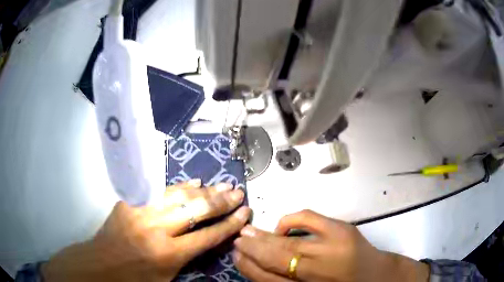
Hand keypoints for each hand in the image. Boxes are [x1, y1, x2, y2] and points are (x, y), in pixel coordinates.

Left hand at [42, 180, 250, 281]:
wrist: (100, 265)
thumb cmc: (136, 279)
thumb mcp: (167, 278)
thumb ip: (188, 259)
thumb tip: (208, 238)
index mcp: (168, 254)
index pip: (208, 235)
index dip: (229, 224)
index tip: (245, 212)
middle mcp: (156, 229)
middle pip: (195, 210)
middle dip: (221, 201)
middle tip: (238, 192)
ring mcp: (141, 211)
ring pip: (179, 195)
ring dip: (203, 190)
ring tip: (222, 184)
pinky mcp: (130, 203)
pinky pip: (158, 190)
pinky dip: (178, 186)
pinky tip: (192, 182)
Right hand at [233, 210, 428, 281]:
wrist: (378, 275)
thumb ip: (288, 281)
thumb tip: (260, 267)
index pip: (269, 280)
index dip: (250, 267)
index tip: (236, 256)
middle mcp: (319, 270)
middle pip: (277, 259)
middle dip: (253, 248)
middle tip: (237, 238)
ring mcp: (333, 247)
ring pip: (290, 243)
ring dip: (265, 236)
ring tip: (248, 230)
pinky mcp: (344, 229)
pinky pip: (310, 219)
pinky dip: (291, 220)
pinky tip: (281, 226)